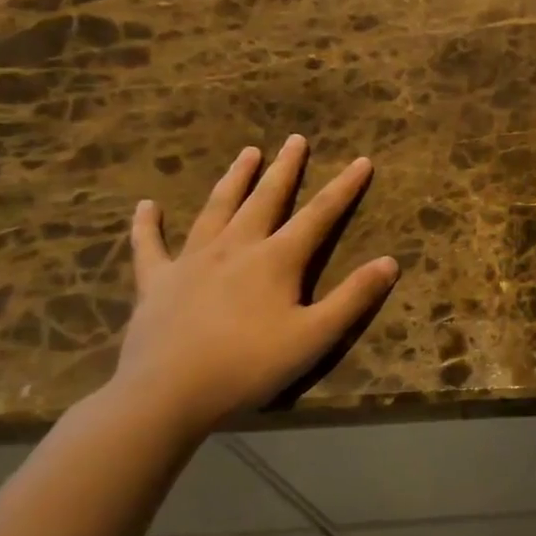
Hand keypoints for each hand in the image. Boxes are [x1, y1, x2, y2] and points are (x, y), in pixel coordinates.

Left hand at [111, 135, 398, 435]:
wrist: (166, 395)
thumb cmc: (249, 365)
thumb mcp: (315, 336)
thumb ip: (354, 297)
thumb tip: (390, 262)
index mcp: (276, 260)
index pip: (319, 215)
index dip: (343, 187)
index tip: (361, 160)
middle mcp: (236, 247)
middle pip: (265, 199)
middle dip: (285, 169)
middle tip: (295, 139)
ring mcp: (191, 261)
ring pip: (216, 209)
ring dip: (234, 180)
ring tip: (247, 153)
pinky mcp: (157, 282)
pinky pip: (150, 247)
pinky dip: (147, 226)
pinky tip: (145, 207)